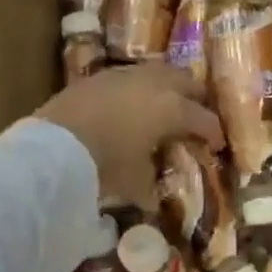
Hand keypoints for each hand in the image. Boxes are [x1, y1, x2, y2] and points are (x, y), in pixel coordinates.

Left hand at [36, 63, 222, 210]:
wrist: (55, 145)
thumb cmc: (106, 164)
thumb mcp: (134, 181)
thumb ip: (150, 185)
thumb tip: (153, 199)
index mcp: (173, 109)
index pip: (205, 119)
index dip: (214, 133)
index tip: (217, 144)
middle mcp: (156, 84)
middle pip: (188, 82)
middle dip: (196, 99)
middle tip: (195, 116)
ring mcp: (126, 75)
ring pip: (160, 72)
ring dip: (168, 86)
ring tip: (165, 104)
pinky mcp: (100, 75)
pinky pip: (131, 76)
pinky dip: (139, 88)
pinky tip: (131, 103)